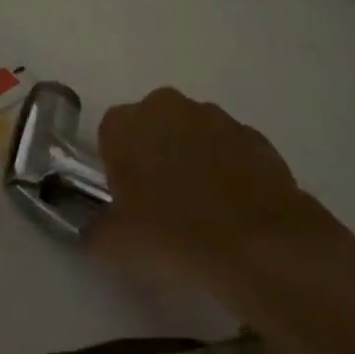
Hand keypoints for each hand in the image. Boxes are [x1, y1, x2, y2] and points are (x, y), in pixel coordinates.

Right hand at [94, 88, 325, 284]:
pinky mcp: (253, 136)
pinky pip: (231, 149)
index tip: (127, 198)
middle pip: (153, 126)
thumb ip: (97, 230)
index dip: (117, 166)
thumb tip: (96, 230)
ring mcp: (214, 117)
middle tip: (162, 203)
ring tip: (203, 210)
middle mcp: (166, 107)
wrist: (258, 244)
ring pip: (193, 133)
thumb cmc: (172, 235)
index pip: (110, 134)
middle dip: (155, 154)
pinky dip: (230, 170)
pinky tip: (235, 210)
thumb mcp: (116, 245)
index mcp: (125, 124)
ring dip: (194, 159)